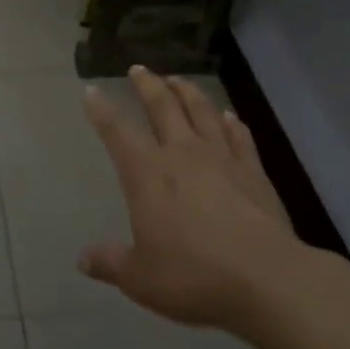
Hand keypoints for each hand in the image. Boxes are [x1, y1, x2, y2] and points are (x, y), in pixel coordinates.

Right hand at [80, 67, 302, 330]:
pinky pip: (239, 136)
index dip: (101, 110)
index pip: (117, 132)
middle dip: (147, 85)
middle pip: (162, 107)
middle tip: (139, 70)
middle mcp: (182, 154)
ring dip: (187, 91)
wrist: (266, 279)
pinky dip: (230, 122)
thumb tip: (82, 259)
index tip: (92, 91)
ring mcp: (221, 158)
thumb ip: (110, 263)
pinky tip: (228, 116)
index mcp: (147, 174)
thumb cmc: (193, 276)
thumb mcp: (140, 278)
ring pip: (201, 111)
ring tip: (178, 79)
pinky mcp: (253, 171)